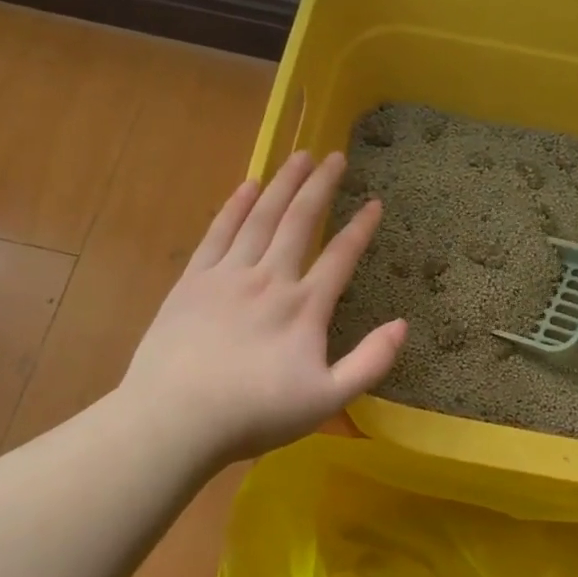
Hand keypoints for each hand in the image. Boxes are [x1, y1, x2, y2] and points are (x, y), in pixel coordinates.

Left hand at [117, 150, 405, 465]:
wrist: (175, 420)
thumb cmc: (254, 414)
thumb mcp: (327, 400)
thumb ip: (369, 362)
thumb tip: (402, 325)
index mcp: (304, 307)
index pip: (341, 256)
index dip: (361, 227)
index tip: (375, 202)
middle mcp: (270, 279)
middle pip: (300, 221)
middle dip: (320, 186)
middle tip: (335, 157)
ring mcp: (228, 275)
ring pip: (261, 217)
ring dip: (282, 184)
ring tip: (299, 156)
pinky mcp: (193, 281)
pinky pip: (218, 232)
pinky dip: (235, 206)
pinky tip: (248, 186)